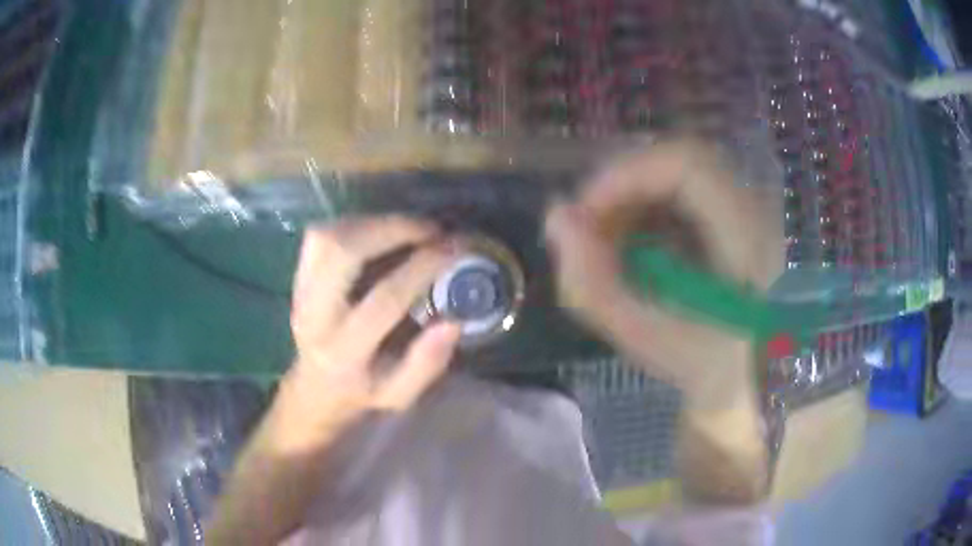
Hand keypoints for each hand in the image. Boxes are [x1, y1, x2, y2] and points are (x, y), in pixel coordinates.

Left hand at [271, 217, 461, 454]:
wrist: (314, 387)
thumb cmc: (361, 391)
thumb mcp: (399, 394)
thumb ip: (426, 363)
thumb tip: (452, 321)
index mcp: (344, 351)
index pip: (384, 299)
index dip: (422, 268)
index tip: (454, 249)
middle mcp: (315, 315)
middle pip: (343, 252)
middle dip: (392, 230)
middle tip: (430, 230)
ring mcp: (300, 291)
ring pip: (328, 236)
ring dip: (373, 223)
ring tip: (408, 229)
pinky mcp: (297, 276)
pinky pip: (318, 235)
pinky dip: (353, 224)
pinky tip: (378, 233)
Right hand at [545, 139, 782, 406]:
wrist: (755, 382)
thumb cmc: (710, 373)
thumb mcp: (650, 342)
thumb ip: (594, 286)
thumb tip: (555, 218)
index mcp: (749, 240)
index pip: (687, 165)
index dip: (627, 176)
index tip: (584, 216)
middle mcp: (758, 212)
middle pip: (680, 162)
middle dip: (623, 188)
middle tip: (589, 230)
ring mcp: (752, 211)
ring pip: (681, 174)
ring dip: (634, 199)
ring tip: (607, 243)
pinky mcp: (740, 219)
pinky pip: (687, 193)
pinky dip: (651, 210)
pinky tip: (635, 246)